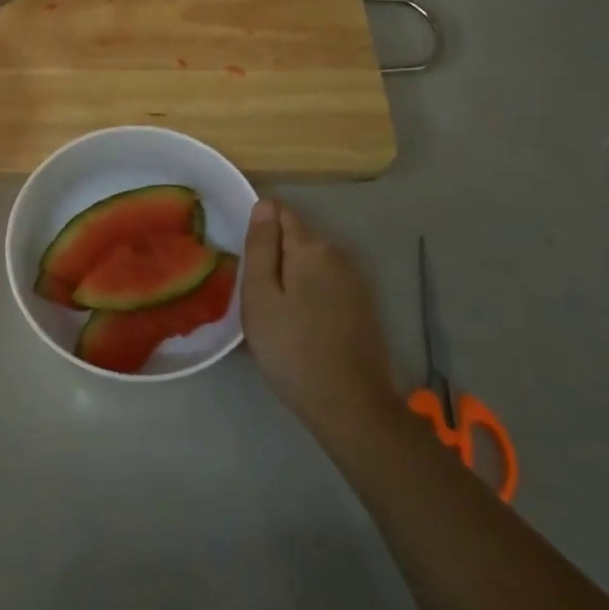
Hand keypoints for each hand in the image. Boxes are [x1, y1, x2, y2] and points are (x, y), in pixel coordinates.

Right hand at [241, 199, 396, 430]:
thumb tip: (264, 204)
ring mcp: (355, 281)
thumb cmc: (292, 348)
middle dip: (275, 257)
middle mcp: (338, 254)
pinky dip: (310, 296)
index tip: (246, 261)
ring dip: (292, 278)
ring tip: (275, 315)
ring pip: (311, 264)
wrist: (350, 405)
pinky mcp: (363, 306)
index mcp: (311, 247)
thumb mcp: (261, 297)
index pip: (281, 212)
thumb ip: (261, 247)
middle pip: (297, 239)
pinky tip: (300, 327)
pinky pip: (326, 286)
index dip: (259, 228)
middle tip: (255, 297)